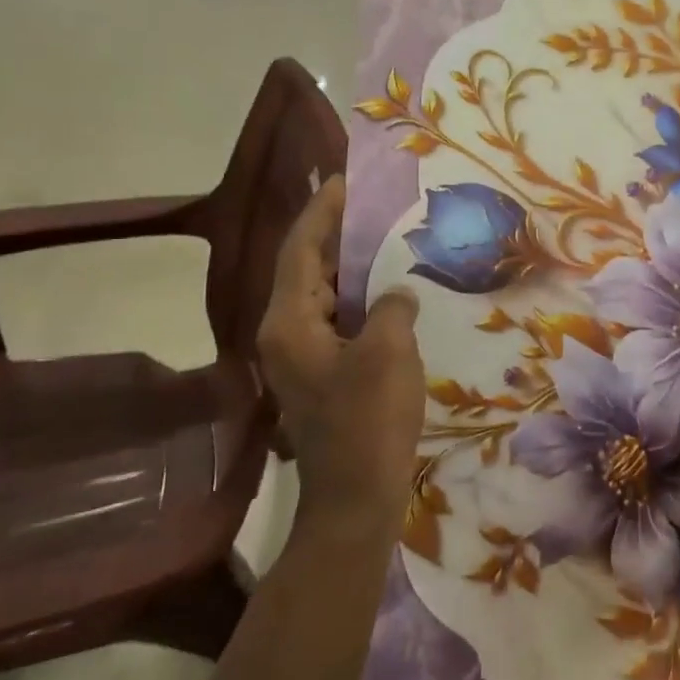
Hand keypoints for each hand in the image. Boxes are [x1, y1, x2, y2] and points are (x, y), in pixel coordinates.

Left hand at [255, 176, 427, 527]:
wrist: (354, 499)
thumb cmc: (368, 422)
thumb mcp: (388, 352)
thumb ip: (391, 307)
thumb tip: (395, 295)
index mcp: (289, 322)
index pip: (300, 249)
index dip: (322, 212)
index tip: (344, 181)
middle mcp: (284, 332)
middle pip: (305, 268)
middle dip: (335, 234)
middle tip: (371, 204)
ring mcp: (300, 356)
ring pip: (321, 294)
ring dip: (348, 266)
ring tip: (381, 236)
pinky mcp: (320, 373)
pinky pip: (335, 319)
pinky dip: (356, 298)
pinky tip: (387, 292)